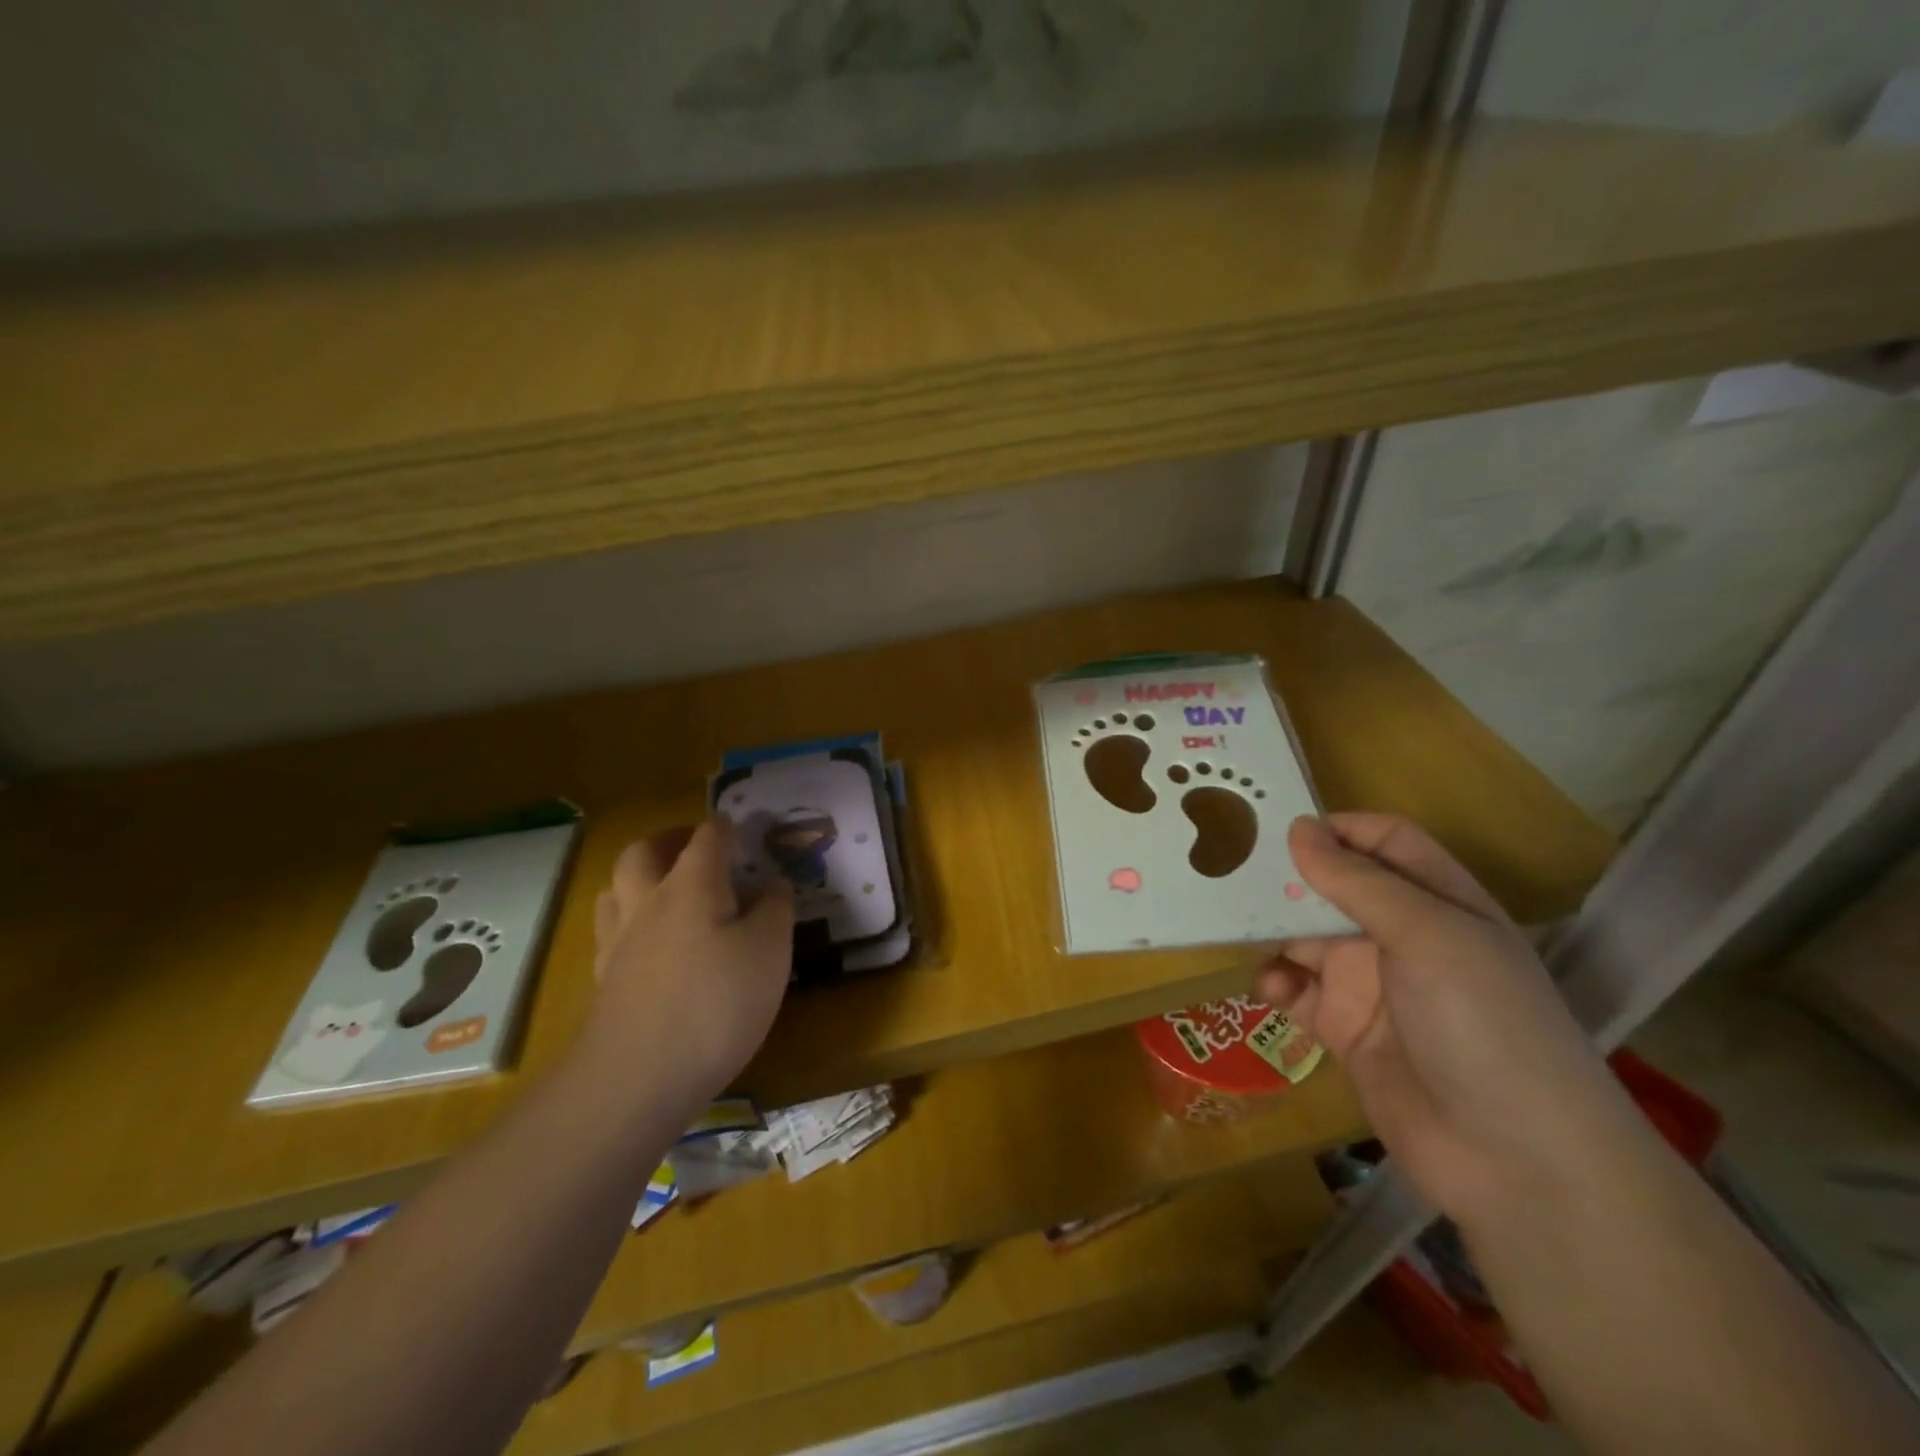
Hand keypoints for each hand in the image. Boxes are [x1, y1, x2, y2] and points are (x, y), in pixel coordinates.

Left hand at [586, 817, 794, 1116]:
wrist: (638, 1079)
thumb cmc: (716, 1003)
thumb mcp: (770, 950)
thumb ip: (774, 908)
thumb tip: (771, 881)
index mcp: (691, 885)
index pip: (707, 838)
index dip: (727, 828)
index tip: (744, 831)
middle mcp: (647, 903)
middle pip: (642, 852)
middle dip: (668, 842)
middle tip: (693, 849)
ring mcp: (618, 943)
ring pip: (616, 890)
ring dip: (639, 879)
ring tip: (666, 891)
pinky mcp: (604, 982)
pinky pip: (612, 933)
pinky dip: (631, 923)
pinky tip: (651, 946)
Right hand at [1254, 814, 1634, 1221]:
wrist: (1514, 1160)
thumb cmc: (1482, 1023)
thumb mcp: (1427, 936)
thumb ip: (1357, 881)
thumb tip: (1298, 827)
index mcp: (1438, 901)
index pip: (1385, 841)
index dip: (1338, 829)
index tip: (1279, 830)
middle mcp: (1403, 935)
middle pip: (1334, 887)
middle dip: (1288, 879)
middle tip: (1230, 873)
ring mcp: (1372, 984)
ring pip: (1306, 937)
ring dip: (1272, 932)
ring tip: (1236, 929)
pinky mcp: (1344, 1028)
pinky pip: (1297, 990)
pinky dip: (1276, 981)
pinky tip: (1270, 988)